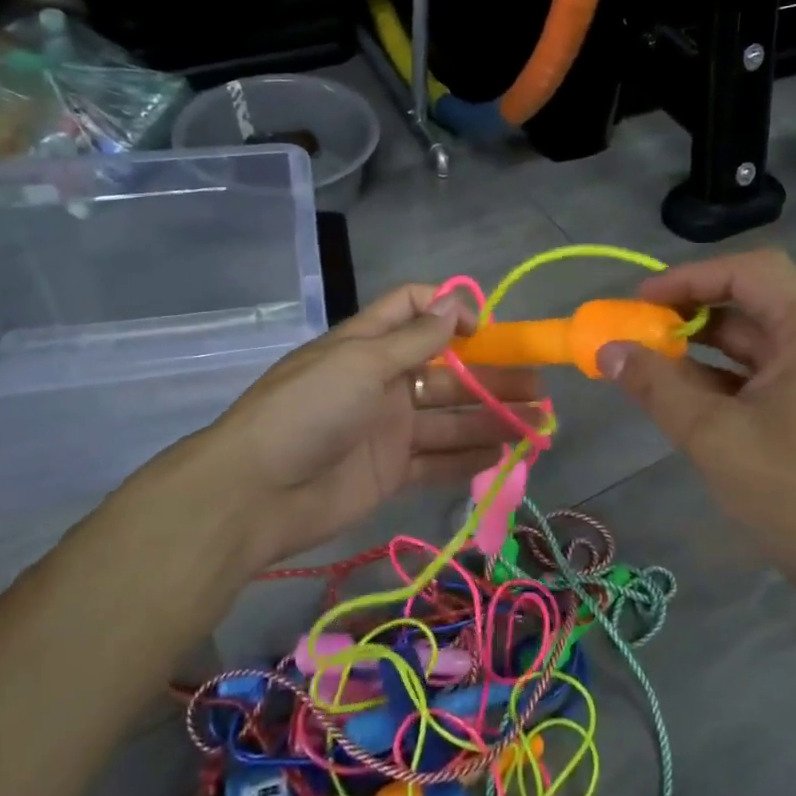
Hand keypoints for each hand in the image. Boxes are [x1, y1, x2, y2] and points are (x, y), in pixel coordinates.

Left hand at [125, 284, 540, 571]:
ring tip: (538, 424)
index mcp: (370, 344)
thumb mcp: (361, 361)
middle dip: (492, 376)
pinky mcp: (392, 471)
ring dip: (493, 419)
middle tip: (538, 388)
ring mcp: (389, 428)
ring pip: (451, 418)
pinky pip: (439, 461)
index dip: (450, 311)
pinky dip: (472, 458)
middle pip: (448, 371)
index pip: (414, 309)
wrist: (256, 493)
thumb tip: (457, 303)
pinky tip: (508, 455)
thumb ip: (415, 338)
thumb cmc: (309, 410)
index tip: (484, 330)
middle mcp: (384, 381)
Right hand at [599, 249, 795, 612]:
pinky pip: (762, 371)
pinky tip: (680, 393)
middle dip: (688, 312)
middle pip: (749, 300)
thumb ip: (656, 384)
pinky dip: (720, 375)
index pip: (746, 271)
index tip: (639, 302)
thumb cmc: (794, 492)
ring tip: (647, 361)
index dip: (687, 278)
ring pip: (753, 339)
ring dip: (700, 346)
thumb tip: (608, 349)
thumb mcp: (712, 435)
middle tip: (637, 329)